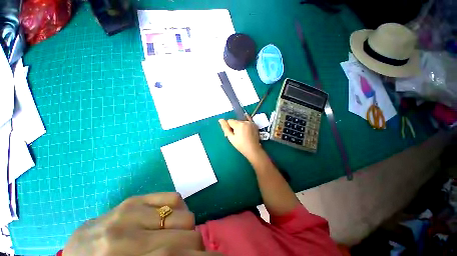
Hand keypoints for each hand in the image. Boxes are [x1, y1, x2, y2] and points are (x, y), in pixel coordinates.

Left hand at [63, 192, 219, 255]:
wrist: (78, 250)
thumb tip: (196, 254)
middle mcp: (125, 236)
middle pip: (185, 237)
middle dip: (196, 245)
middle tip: (192, 251)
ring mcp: (130, 212)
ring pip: (184, 216)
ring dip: (188, 229)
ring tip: (174, 236)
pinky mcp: (135, 198)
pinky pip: (174, 198)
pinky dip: (180, 209)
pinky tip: (168, 219)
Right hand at [219, 115, 262, 159]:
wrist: (253, 150)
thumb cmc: (241, 145)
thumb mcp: (231, 138)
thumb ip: (225, 128)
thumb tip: (220, 120)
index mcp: (238, 125)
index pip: (229, 121)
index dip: (228, 127)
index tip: (229, 133)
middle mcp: (245, 121)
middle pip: (235, 121)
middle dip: (233, 126)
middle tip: (235, 135)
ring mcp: (250, 122)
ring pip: (241, 121)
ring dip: (239, 125)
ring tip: (241, 134)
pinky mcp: (254, 125)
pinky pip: (248, 119)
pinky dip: (245, 120)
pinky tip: (245, 121)